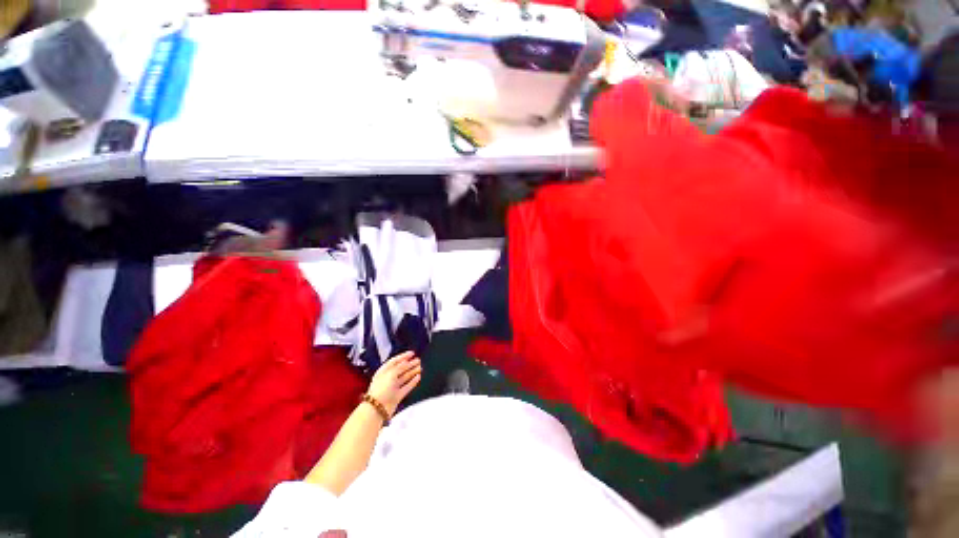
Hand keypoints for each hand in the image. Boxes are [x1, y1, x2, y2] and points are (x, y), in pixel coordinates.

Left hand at [367, 352, 421, 415]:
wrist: (377, 409)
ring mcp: (393, 387)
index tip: (412, 353)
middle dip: (410, 364)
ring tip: (420, 367)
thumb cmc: (381, 389)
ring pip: (405, 377)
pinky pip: (407, 386)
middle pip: (401, 369)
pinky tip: (418, 377)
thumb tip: (407, 362)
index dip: (403, 356)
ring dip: (412, 372)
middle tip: (418, 360)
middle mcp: (388, 378)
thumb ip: (400, 367)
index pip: (394, 361)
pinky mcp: (398, 395)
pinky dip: (413, 382)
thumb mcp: (391, 374)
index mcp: (383, 371)